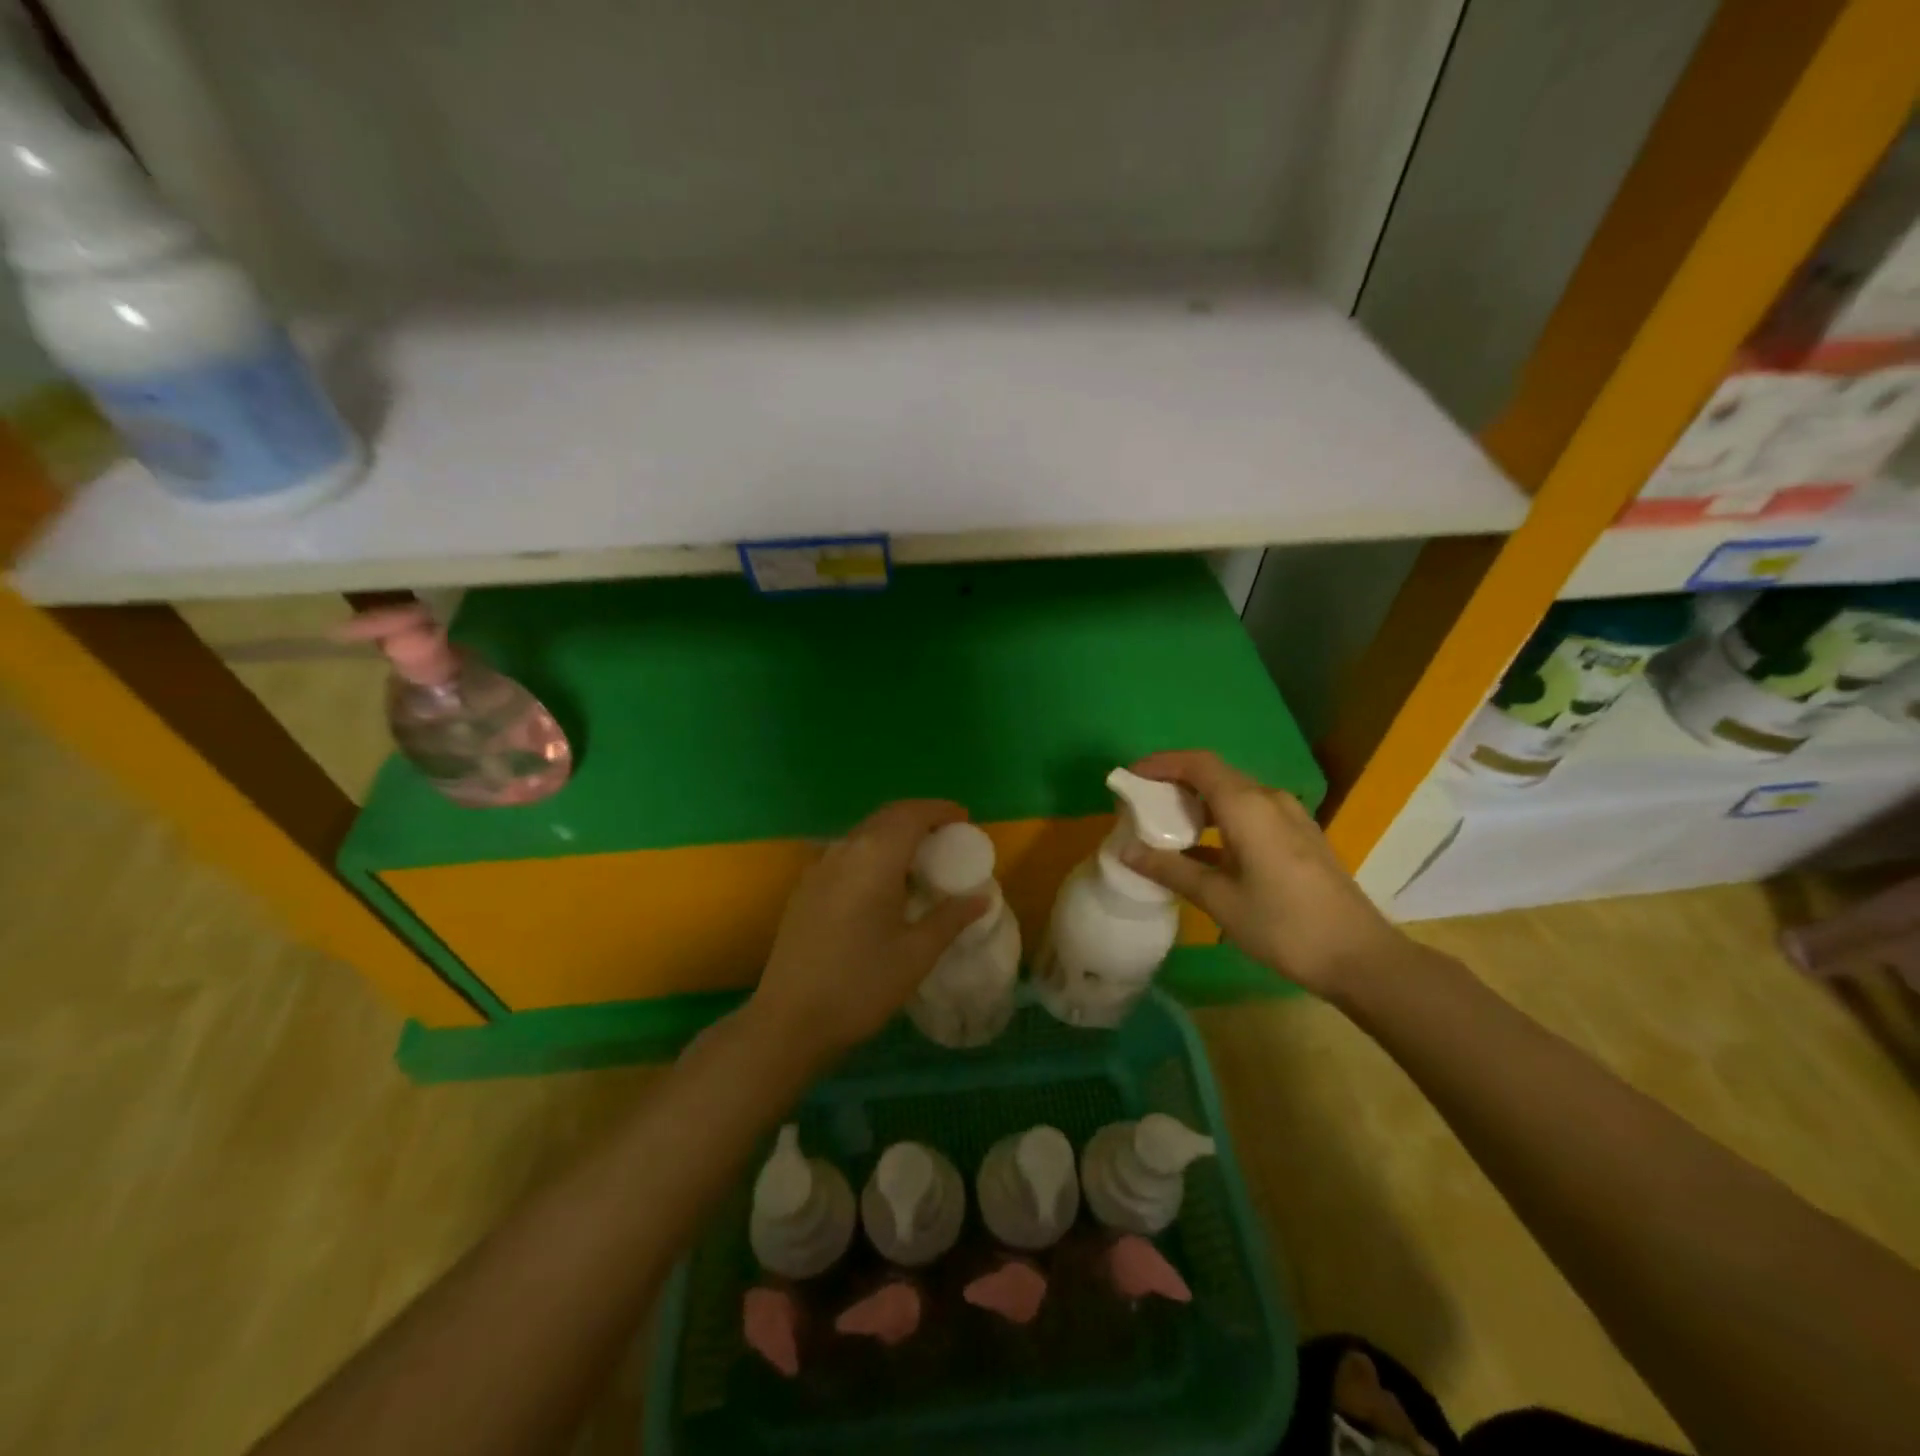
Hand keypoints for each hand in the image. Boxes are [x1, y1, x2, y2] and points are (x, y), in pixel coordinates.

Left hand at [749, 800, 988, 1058]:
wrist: (788, 1020)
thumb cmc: (860, 985)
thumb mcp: (916, 954)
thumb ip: (950, 918)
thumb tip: (981, 898)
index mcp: (874, 858)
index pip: (911, 814)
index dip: (940, 810)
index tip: (964, 819)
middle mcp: (844, 850)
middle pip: (886, 817)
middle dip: (919, 818)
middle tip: (947, 838)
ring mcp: (819, 868)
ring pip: (864, 834)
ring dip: (894, 835)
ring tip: (920, 861)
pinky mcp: (805, 888)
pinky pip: (846, 854)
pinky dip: (873, 853)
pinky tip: (884, 885)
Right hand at [1119, 750, 1408, 999]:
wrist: (1359, 957)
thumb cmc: (1283, 925)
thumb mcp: (1218, 899)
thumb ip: (1171, 869)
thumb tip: (1125, 851)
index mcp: (1248, 806)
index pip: (1197, 764)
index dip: (1160, 764)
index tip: (1129, 778)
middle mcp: (1270, 800)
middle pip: (1214, 774)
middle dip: (1174, 783)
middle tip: (1140, 804)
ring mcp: (1289, 818)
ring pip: (1233, 794)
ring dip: (1197, 803)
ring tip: (1164, 827)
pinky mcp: (1299, 838)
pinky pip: (1250, 813)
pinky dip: (1219, 820)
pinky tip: (1202, 851)